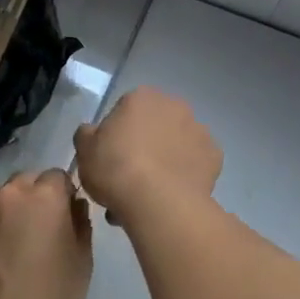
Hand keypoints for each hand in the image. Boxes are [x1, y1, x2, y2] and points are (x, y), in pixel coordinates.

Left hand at [0, 169, 92, 298]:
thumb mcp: (82, 260)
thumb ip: (80, 222)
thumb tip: (73, 206)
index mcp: (44, 196)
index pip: (57, 176)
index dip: (63, 195)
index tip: (64, 218)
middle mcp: (8, 195)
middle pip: (25, 182)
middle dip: (34, 197)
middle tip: (39, 231)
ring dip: (8, 211)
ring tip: (12, 244)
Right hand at [73, 87, 221, 227]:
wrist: (158, 201)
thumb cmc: (115, 168)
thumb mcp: (84, 150)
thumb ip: (87, 135)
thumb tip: (93, 132)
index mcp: (141, 97)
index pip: (124, 111)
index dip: (115, 137)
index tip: (110, 160)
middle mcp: (174, 105)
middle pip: (154, 126)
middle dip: (144, 147)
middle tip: (129, 178)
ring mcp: (198, 129)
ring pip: (176, 144)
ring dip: (165, 160)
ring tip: (150, 194)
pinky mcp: (215, 155)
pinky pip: (195, 163)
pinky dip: (186, 174)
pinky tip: (172, 194)